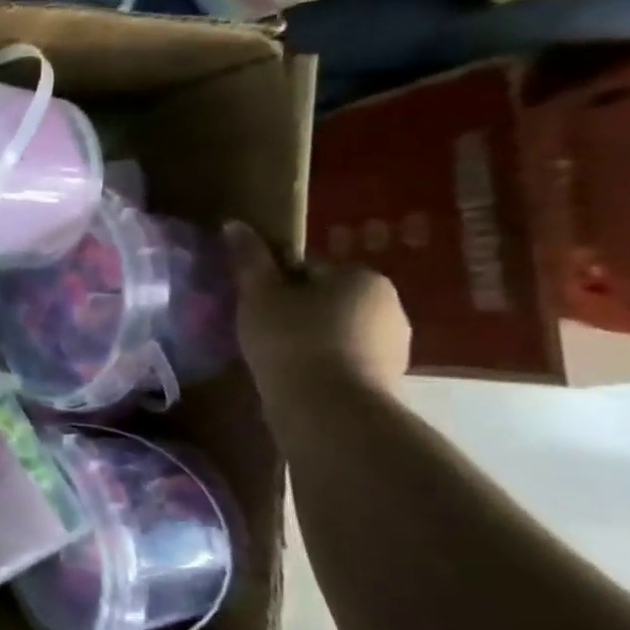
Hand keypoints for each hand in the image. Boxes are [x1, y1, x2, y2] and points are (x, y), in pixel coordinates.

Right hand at [224, 222, 410, 398]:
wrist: (328, 406)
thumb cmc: (291, 338)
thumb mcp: (259, 294)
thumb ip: (249, 259)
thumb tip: (234, 224)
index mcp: (362, 277)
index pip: (311, 270)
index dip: (278, 285)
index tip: (256, 304)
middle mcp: (390, 305)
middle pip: (329, 300)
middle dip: (299, 311)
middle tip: (262, 330)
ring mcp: (395, 346)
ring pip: (339, 331)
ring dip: (313, 339)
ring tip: (276, 357)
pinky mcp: (388, 380)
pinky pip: (347, 360)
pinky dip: (324, 364)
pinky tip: (297, 377)